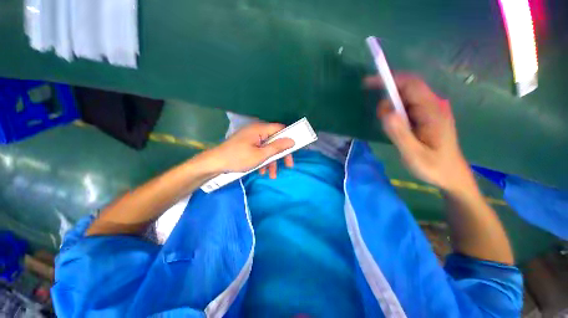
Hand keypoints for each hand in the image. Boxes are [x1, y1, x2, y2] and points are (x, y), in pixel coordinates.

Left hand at [203, 122, 294, 178]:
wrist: (214, 164)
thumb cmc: (238, 158)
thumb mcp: (260, 155)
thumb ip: (277, 147)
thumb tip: (292, 141)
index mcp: (260, 129)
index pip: (280, 129)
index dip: (289, 138)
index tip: (294, 149)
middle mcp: (257, 131)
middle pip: (275, 140)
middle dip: (281, 154)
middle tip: (288, 165)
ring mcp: (252, 138)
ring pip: (267, 148)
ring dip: (271, 161)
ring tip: (272, 175)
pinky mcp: (247, 145)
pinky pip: (259, 151)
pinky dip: (262, 160)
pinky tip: (261, 171)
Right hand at [365, 74, 473, 192]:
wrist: (451, 177)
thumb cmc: (434, 167)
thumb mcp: (414, 154)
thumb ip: (400, 133)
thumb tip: (386, 113)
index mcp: (432, 112)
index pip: (411, 85)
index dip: (390, 80)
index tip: (368, 83)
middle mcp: (433, 106)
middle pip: (408, 89)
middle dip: (388, 95)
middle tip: (379, 117)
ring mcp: (431, 111)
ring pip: (407, 98)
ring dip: (391, 106)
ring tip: (387, 126)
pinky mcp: (427, 118)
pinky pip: (409, 106)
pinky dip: (396, 111)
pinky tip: (394, 125)